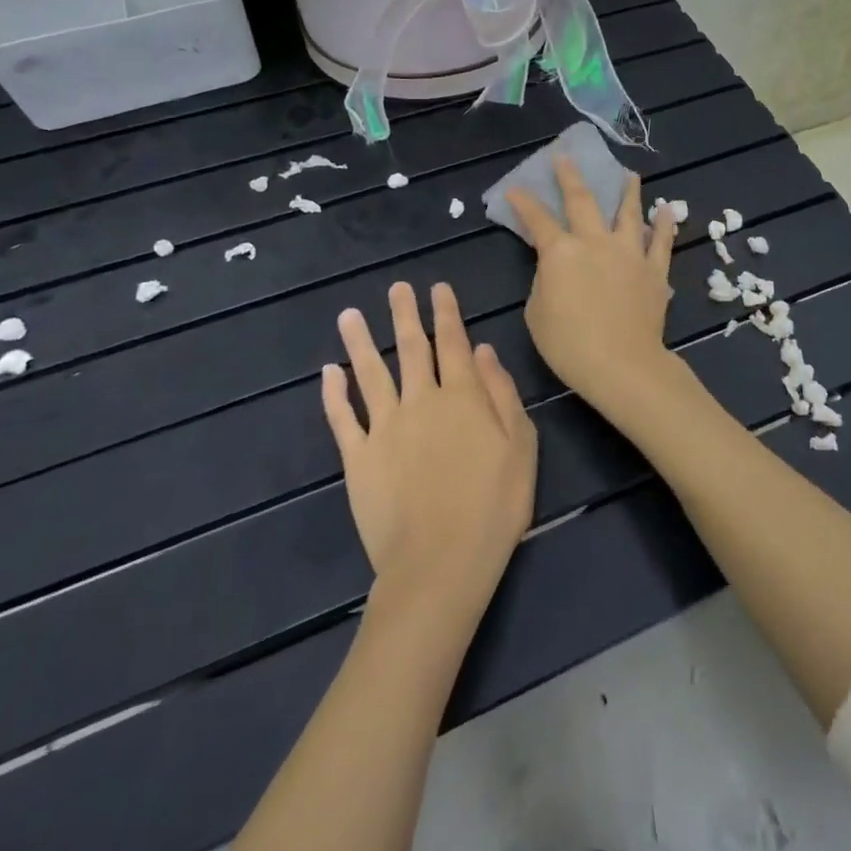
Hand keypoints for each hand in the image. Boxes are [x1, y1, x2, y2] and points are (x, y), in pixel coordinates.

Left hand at [323, 282, 536, 610]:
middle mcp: (421, 401)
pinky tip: (329, 372)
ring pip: (370, 373)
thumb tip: (484, 350)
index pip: (454, 342)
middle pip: (411, 348)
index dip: (447, 312)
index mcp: (463, 396)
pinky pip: (342, 418)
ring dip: (360, 341)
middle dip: (406, 314)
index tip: (438, 287)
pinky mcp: (358, 458)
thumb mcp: (521, 446)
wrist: (441, 564)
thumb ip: (502, 393)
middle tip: (397, 288)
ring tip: (350, 315)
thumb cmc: (494, 506)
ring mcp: (385, 428)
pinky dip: (334, 393)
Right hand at [506, 157, 680, 423]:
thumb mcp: (537, 313)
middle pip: (582, 200)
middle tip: (566, 158)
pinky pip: (661, 242)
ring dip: (628, 191)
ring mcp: (629, 253)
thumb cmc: (569, 344)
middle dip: (571, 176)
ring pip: (628, 212)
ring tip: (629, 175)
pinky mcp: (654, 270)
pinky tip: (667, 210)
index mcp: (561, 252)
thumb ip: (545, 281)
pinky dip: (664, 224)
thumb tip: (556, 268)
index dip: (524, 202)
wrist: (621, 364)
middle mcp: (595, 242)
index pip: (537, 220)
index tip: (516, 188)